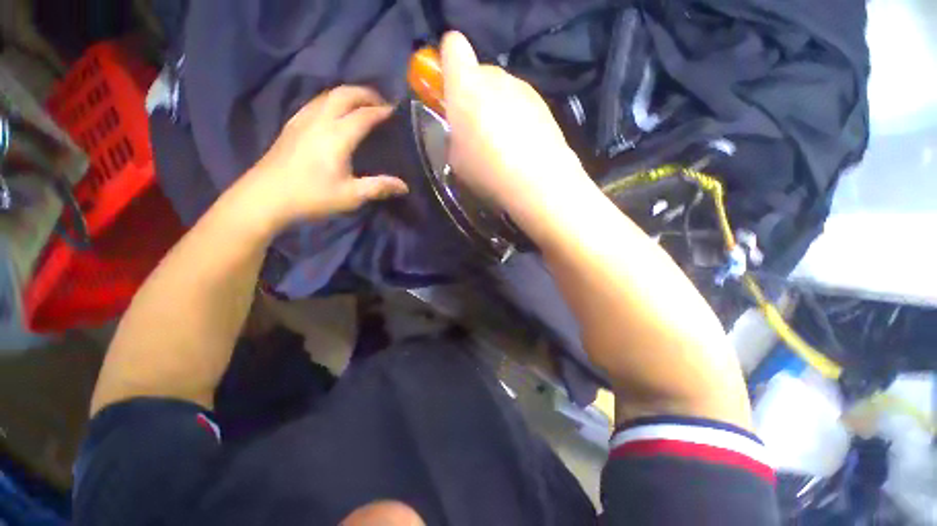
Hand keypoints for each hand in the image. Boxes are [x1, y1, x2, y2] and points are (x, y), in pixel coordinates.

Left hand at [234, 86, 408, 230]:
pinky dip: (331, 101)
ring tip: (361, 104)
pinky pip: (315, 103)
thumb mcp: (351, 196)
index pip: (364, 115)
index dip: (382, 111)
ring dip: (347, 94)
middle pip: (344, 94)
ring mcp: (302, 120)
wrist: (265, 197)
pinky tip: (334, 113)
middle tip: (381, 102)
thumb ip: (379, 187)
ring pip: (327, 95)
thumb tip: (404, 187)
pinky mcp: (291, 126)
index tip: (396, 111)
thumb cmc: (311, 197)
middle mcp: (320, 121)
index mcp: (337, 136)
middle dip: (365, 94)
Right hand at [441, 32, 587, 218]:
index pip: (453, 46)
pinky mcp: (543, 103)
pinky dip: (516, 116)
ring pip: (501, 88)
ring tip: (502, 142)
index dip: (448, 61)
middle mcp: (495, 77)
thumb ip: (453, 135)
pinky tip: (520, 144)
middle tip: (476, 127)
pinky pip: (520, 102)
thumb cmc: (487, 171)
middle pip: (479, 72)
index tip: (449, 87)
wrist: (538, 181)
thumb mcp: (455, 160)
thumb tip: (459, 130)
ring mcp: (523, 87)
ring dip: (496, 106)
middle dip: (474, 93)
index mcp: (465, 86)